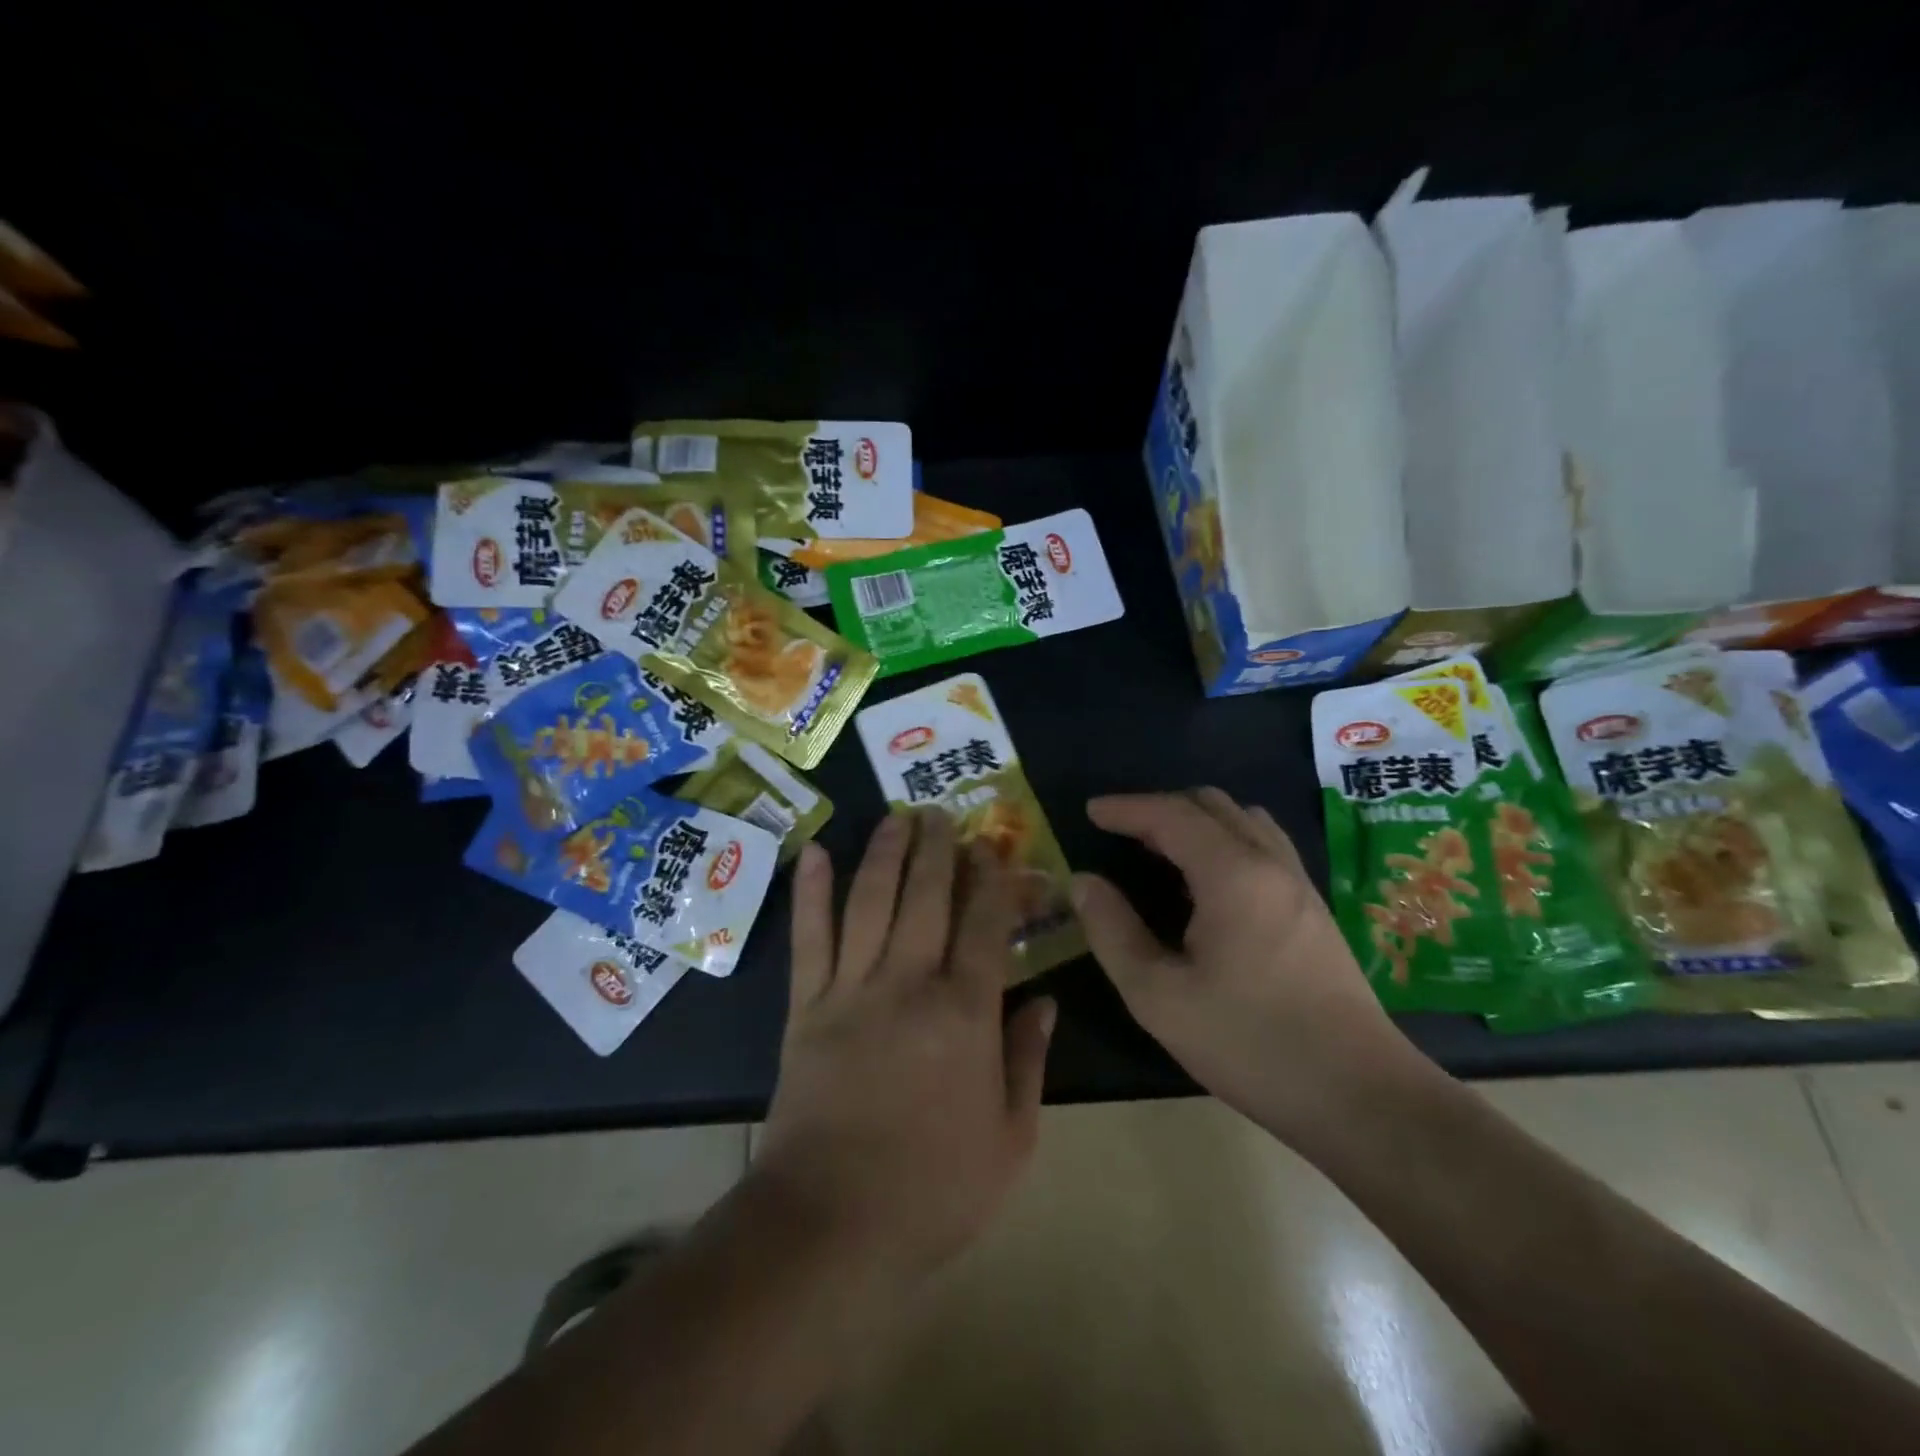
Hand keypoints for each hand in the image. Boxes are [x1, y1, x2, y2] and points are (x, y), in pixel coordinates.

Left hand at [755, 811, 1055, 1285]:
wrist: (832, 1223)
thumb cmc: (934, 1190)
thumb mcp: (1010, 1138)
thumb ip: (1029, 1060)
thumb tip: (1044, 999)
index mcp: (965, 1013)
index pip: (985, 924)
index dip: (994, 879)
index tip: (997, 849)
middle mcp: (908, 983)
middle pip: (926, 896)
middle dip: (938, 847)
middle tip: (941, 812)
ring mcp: (851, 989)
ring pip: (871, 901)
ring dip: (885, 852)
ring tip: (897, 817)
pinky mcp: (806, 1006)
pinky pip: (809, 938)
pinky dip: (811, 892)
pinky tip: (815, 853)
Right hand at [1073, 789, 1424, 1145]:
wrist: (1360, 1095)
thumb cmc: (1250, 1044)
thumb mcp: (1159, 997)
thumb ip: (1113, 931)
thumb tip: (1084, 882)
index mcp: (1232, 874)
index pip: (1171, 815)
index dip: (1126, 808)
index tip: (1090, 811)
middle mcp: (1270, 862)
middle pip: (1212, 804)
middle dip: (1160, 807)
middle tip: (1122, 833)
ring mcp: (1300, 883)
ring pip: (1244, 819)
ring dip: (1197, 820)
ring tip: (1162, 850)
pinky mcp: (1315, 908)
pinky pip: (1264, 844)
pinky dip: (1225, 839)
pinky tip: (1209, 882)